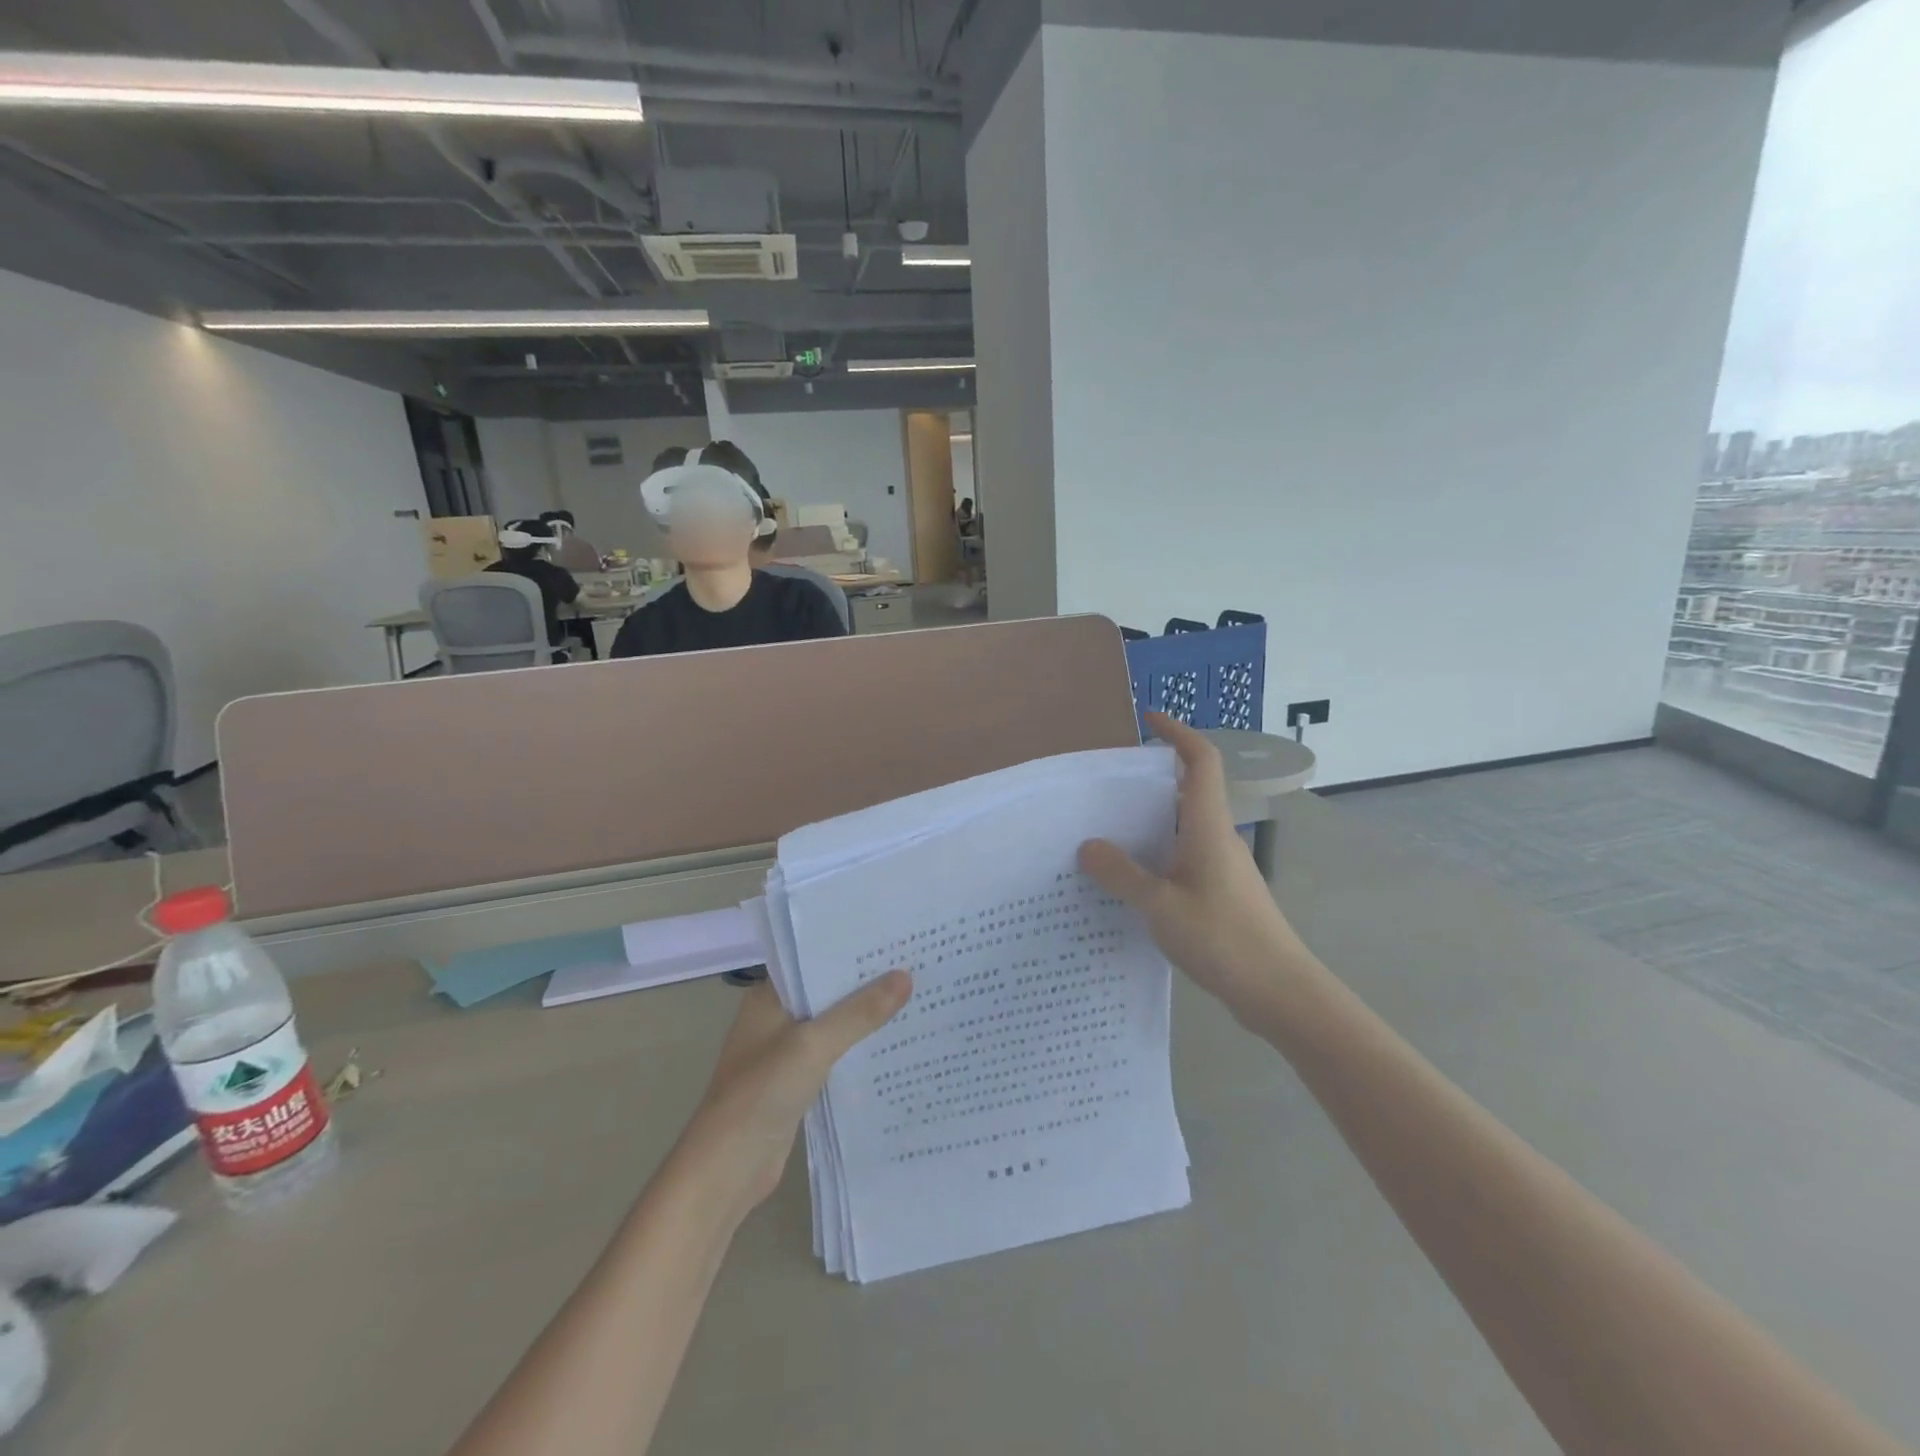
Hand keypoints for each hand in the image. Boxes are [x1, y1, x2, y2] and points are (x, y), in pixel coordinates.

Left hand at [676, 972, 911, 1217]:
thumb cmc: (762, 1092)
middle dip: (865, 982)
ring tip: (913, 997)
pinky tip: (892, 1044)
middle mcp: (776, 1018)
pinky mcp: (796, 1083)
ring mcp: (784, 1053)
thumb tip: (906, 976)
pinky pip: (834, 1055)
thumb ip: (859, 1012)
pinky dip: (857, 1049)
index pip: (813, 959)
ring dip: (864, 1016)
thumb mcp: (814, 1044)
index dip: (850, 949)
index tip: (891, 937)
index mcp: (769, 997)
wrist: (728, 1169)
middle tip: (914, 964)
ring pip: (833, 1024)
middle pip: (826, 992)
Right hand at [1079, 713, 1314, 1026]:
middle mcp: (1218, 838)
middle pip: (1188, 792)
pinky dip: (1157, 856)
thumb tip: (1088, 845)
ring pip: (1184, 828)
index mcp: (1208, 827)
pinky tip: (1130, 882)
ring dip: (1150, 822)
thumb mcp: (1161, 906)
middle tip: (1105, 788)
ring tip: (1105, 833)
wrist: (1280, 991)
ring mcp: (1223, 867)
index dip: (1179, 734)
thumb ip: (1122, 875)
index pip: (1201, 762)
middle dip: (1150, 780)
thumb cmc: (1223, 938)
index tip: (1150, 720)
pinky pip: (1184, 858)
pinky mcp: (1222, 894)